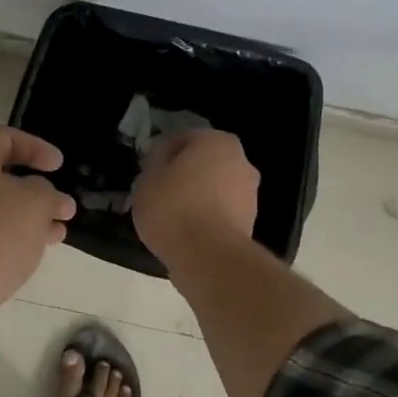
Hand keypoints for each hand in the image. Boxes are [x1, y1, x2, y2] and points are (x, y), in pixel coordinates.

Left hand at [0, 126, 76, 318]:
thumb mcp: (34, 203)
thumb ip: (47, 192)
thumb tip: (44, 194)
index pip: (4, 136)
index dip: (36, 147)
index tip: (59, 166)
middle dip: (34, 189)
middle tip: (60, 204)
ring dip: (26, 217)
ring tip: (56, 234)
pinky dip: (7, 236)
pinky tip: (31, 254)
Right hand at [132, 129, 260, 268]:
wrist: (208, 257)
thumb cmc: (173, 208)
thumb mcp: (147, 178)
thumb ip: (155, 161)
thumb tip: (163, 157)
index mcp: (217, 141)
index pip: (182, 139)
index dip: (161, 154)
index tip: (147, 172)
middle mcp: (241, 161)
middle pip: (203, 162)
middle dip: (183, 174)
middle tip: (158, 191)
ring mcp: (249, 193)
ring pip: (214, 187)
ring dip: (196, 196)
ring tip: (170, 216)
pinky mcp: (250, 222)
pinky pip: (220, 212)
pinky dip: (206, 217)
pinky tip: (185, 232)